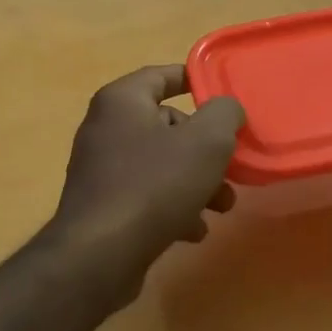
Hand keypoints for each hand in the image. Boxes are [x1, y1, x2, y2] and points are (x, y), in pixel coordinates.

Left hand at [46, 65, 246, 290]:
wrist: (100, 254)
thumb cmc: (155, 185)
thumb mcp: (206, 141)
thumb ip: (224, 114)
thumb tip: (226, 109)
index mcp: (121, 101)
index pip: (161, 76)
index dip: (193, 80)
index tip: (221, 93)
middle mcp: (105, 129)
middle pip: (166, 126)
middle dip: (205, 148)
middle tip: (231, 166)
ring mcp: (101, 170)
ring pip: (161, 165)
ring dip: (197, 183)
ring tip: (222, 207)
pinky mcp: (104, 207)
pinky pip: (147, 196)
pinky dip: (173, 208)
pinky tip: (193, 230)